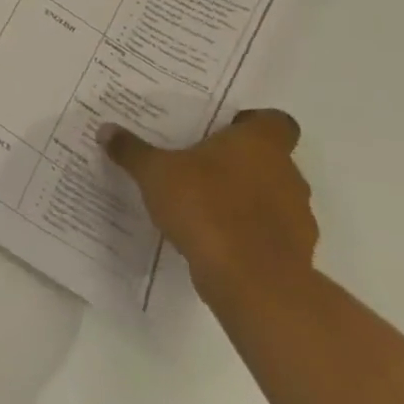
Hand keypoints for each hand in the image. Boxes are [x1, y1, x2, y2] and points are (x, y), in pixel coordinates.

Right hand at [100, 109, 316, 305]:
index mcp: (260, 144)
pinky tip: (215, 238)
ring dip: (246, 199)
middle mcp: (287, 175)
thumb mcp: (155, 172)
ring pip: (272, 197)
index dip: (254, 123)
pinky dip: (248, 232)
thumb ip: (132, 151)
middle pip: (271, 159)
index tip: (225, 130)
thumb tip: (106, 130)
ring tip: (204, 203)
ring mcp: (297, 218)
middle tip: (200, 164)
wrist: (252, 282)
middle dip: (240, 162)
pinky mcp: (295, 255)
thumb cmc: (206, 207)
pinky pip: (270, 233)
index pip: (276, 122)